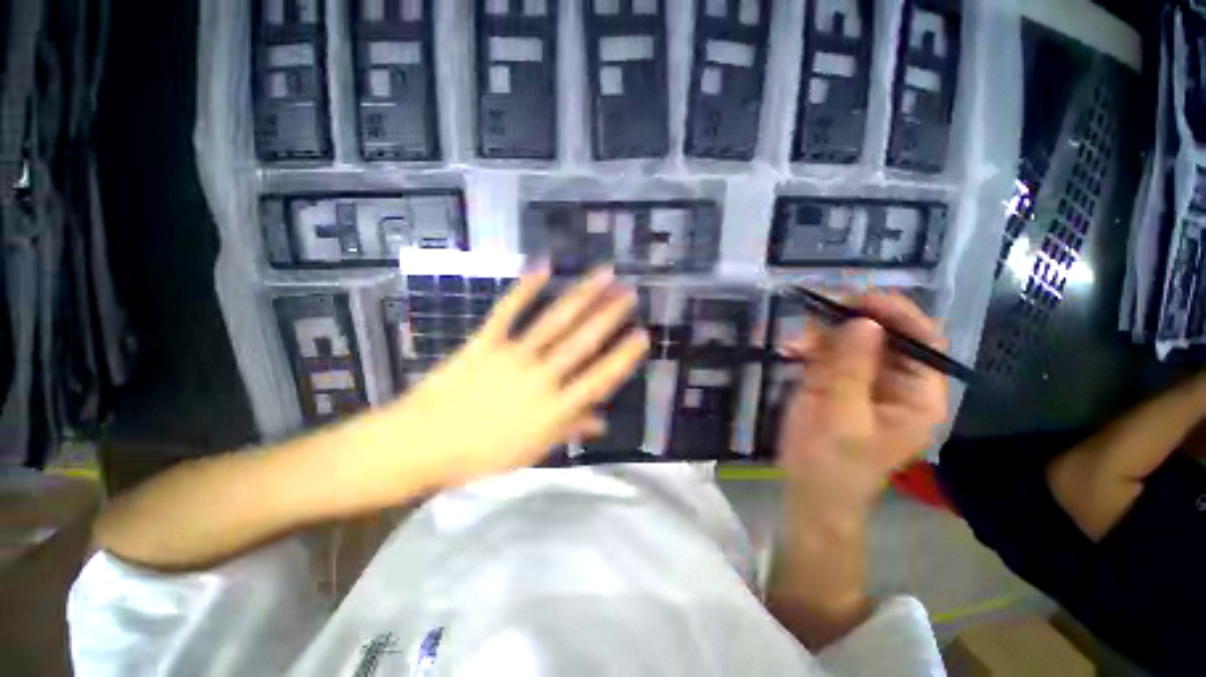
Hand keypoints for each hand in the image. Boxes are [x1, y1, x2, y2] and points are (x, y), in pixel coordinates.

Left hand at [382, 267, 648, 490]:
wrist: (421, 444)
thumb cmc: (481, 455)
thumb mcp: (532, 451)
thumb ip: (569, 430)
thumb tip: (602, 422)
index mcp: (554, 410)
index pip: (599, 379)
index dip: (623, 356)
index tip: (641, 335)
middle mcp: (540, 378)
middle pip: (582, 342)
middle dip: (609, 315)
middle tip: (629, 292)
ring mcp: (512, 356)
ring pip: (555, 321)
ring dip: (582, 296)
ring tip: (603, 274)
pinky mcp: (485, 342)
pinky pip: (508, 311)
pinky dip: (525, 287)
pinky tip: (543, 266)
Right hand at [777, 294, 947, 511]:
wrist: (807, 490)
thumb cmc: (832, 464)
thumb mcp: (842, 417)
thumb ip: (850, 370)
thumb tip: (863, 322)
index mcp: (917, 395)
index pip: (923, 340)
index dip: (897, 314)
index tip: (858, 300)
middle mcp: (897, 381)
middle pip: (886, 334)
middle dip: (851, 319)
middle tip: (818, 309)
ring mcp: (863, 379)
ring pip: (852, 339)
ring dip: (823, 333)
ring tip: (796, 341)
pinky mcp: (836, 381)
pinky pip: (827, 351)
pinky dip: (808, 345)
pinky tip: (790, 350)